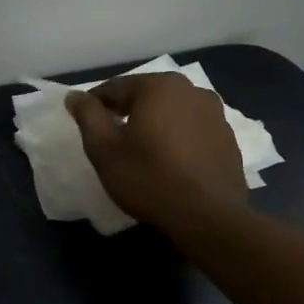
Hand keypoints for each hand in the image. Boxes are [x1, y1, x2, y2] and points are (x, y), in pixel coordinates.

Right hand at [66, 72, 247, 230]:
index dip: (95, 105)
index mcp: (159, 85)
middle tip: (110, 139)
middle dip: (126, 113)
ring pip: (172, 113)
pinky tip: (169, 163)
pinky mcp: (229, 140)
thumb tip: (74, 96)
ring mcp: (216, 114)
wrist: (208, 217)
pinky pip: (192, 131)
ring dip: (154, 125)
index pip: (115, 88)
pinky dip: (177, 139)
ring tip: (141, 152)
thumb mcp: (104, 148)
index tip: (84, 124)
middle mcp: (192, 90)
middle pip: (146, 97)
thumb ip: (87, 115)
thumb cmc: (148, 177)